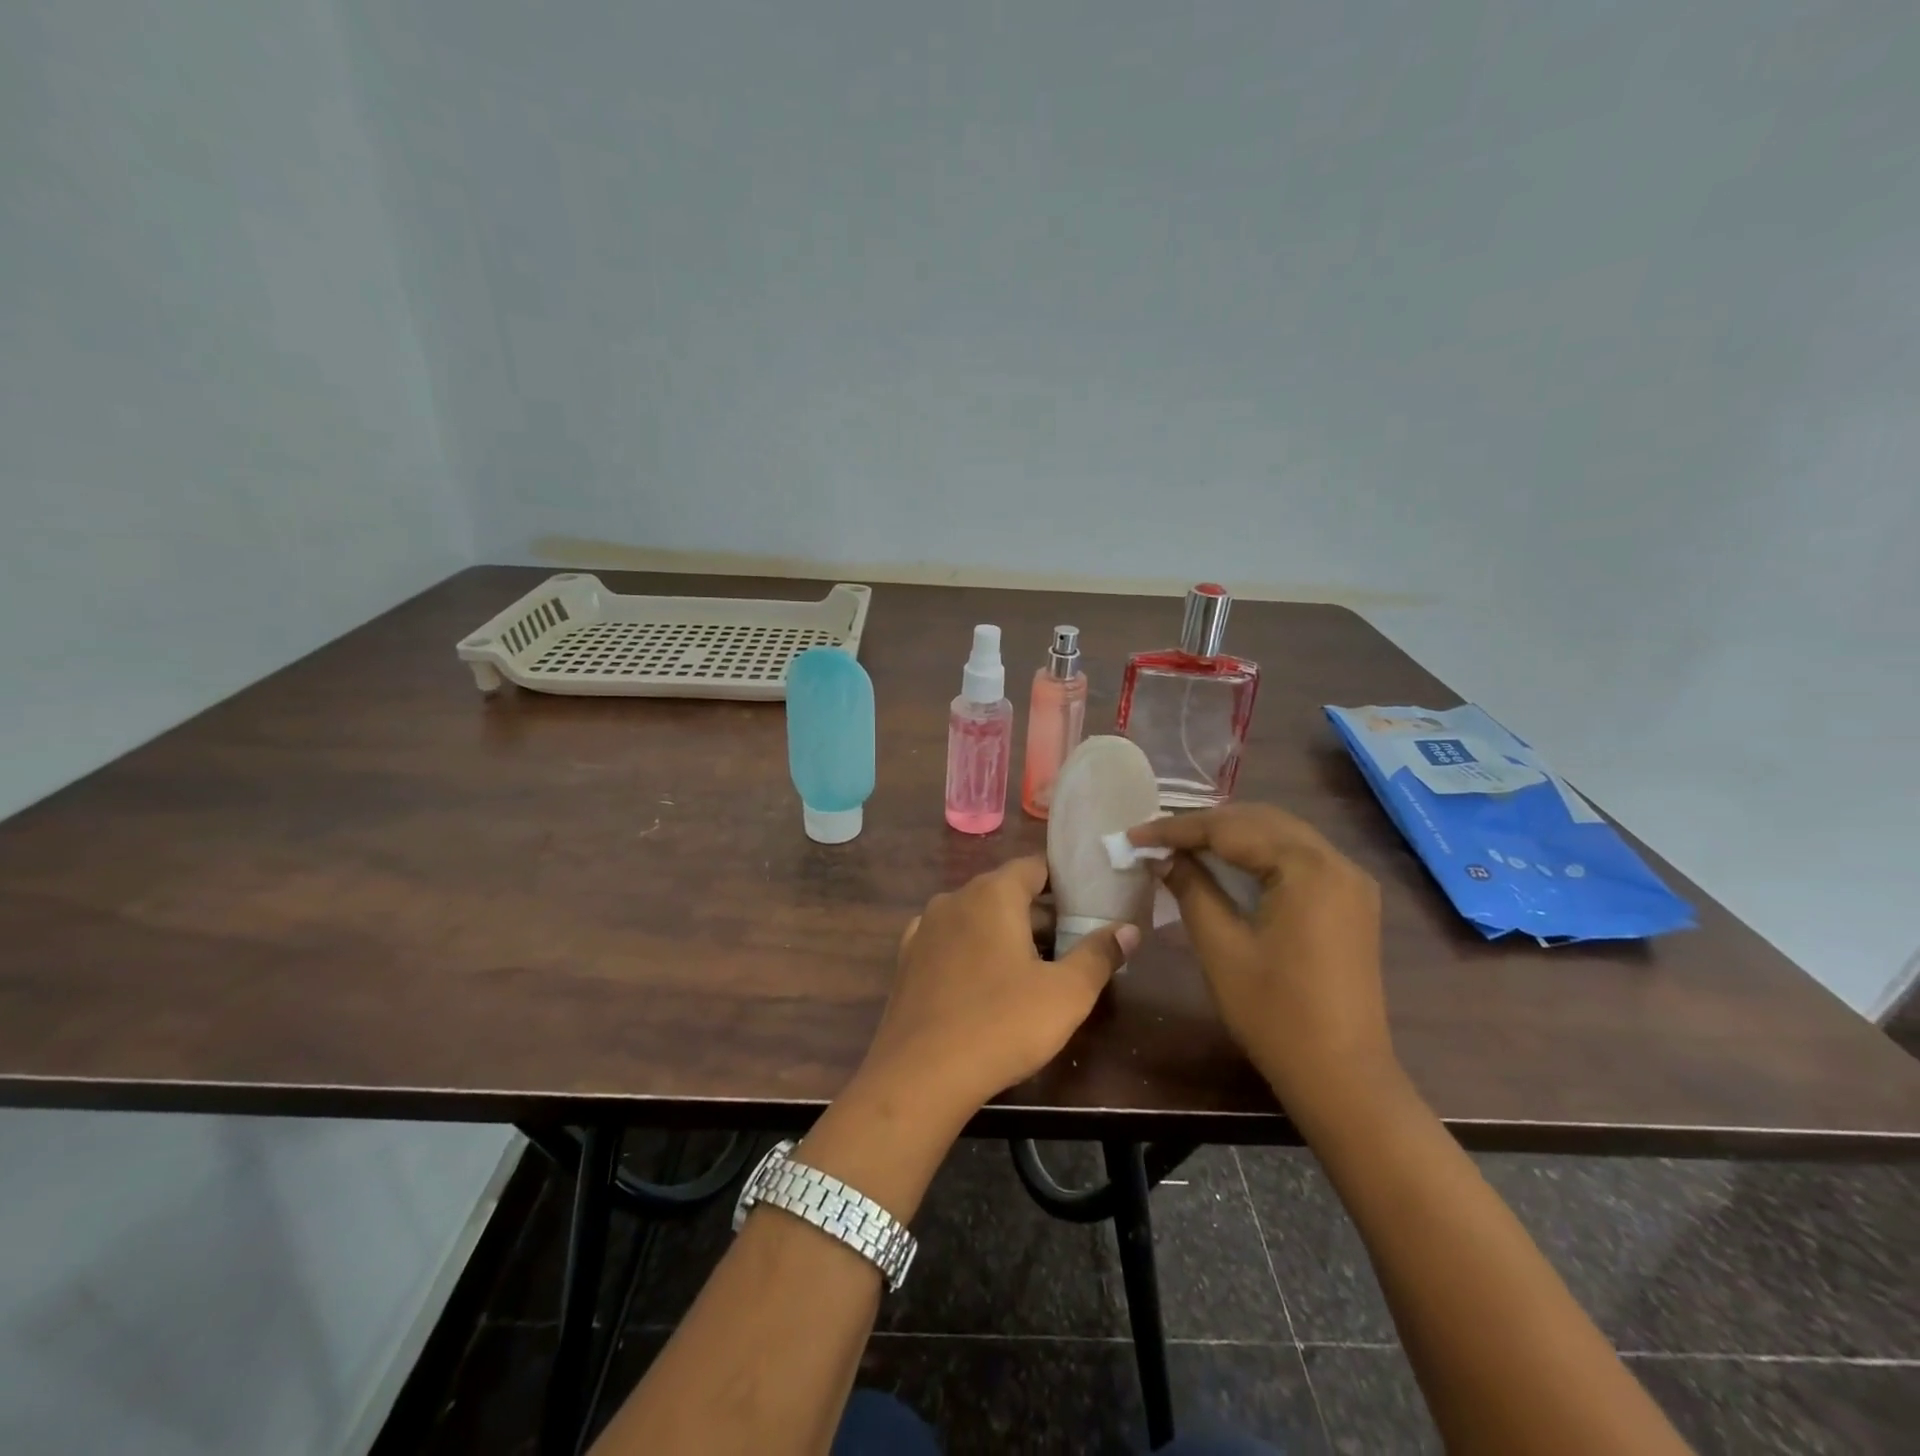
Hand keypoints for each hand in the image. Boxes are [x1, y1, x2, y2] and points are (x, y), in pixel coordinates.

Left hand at [857, 856, 1138, 1122]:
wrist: (920, 1075)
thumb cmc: (1002, 1025)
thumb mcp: (1066, 994)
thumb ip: (1099, 955)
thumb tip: (1128, 929)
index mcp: (993, 894)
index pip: (1034, 867)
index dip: (1064, 882)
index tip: (1088, 904)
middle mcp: (955, 898)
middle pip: (1005, 892)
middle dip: (1038, 913)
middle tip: (1071, 943)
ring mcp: (925, 928)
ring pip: (975, 917)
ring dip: (1003, 932)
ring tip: (1032, 966)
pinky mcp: (907, 959)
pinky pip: (949, 941)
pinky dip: (970, 950)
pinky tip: (983, 981)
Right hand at [1128, 804, 1391, 1108]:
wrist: (1343, 1078)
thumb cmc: (1275, 1014)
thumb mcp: (1221, 947)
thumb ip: (1191, 888)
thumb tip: (1162, 857)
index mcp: (1308, 869)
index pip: (1231, 829)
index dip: (1177, 829)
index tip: (1133, 835)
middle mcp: (1336, 862)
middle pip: (1259, 821)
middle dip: (1204, 826)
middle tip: (1155, 839)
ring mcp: (1350, 881)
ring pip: (1279, 835)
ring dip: (1230, 836)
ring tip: (1182, 847)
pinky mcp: (1350, 901)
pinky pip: (1296, 857)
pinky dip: (1256, 854)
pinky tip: (1225, 866)